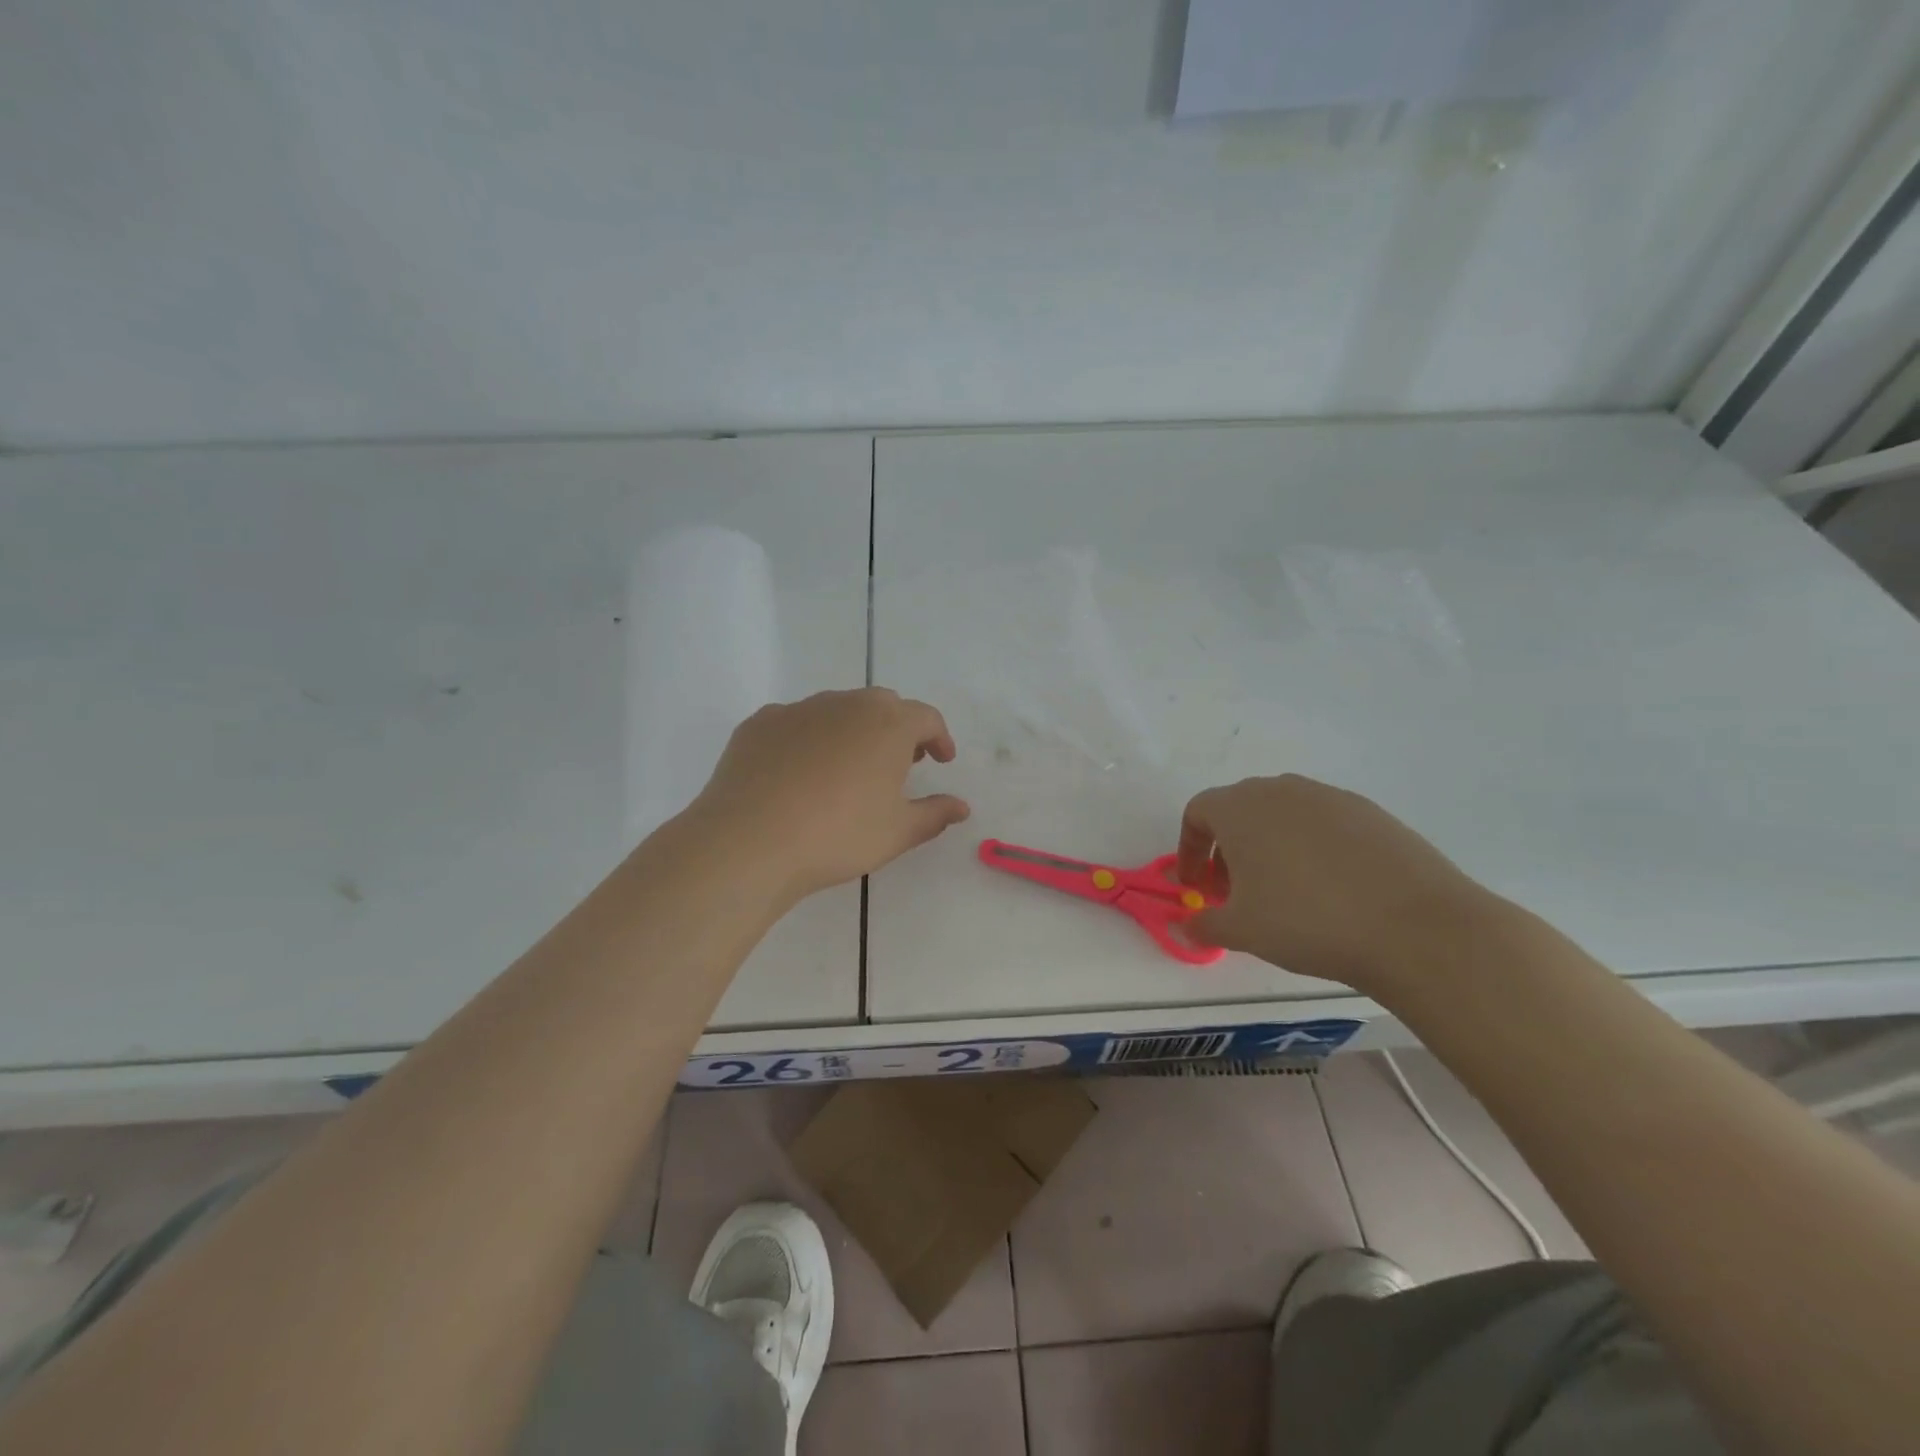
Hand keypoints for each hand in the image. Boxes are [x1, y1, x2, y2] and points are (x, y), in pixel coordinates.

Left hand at [690, 688, 970, 899]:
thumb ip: (935, 814)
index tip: (941, 760)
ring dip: (854, 730)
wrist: (749, 841)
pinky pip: (796, 723)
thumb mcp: (897, 832)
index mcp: (888, 724)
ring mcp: (798, 709)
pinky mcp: (759, 723)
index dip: (939, 737)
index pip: (926, 717)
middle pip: (882, 705)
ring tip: (850, 767)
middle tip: (902, 762)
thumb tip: (961, 807)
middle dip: (898, 729)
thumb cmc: (838, 835)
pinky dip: (809, 738)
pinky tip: (801, 772)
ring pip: (837, 709)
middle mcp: (846, 704)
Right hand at [1176, 774, 1507, 997]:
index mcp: (1240, 808)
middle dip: (1229, 849)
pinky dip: (1312, 848)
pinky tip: (1331, 889)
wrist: (1414, 927)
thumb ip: (1204, 925)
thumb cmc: (1306, 921)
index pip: (1198, 813)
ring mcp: (1330, 797)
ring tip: (1284, 892)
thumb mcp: (1241, 931)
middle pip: (1240, 810)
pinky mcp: (1371, 812)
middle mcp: (1281, 790)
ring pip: (1284, 815)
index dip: (1190, 850)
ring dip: (1270, 846)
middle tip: (1236, 892)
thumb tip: (1186, 926)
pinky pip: (1324, 824)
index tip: (1197, 887)